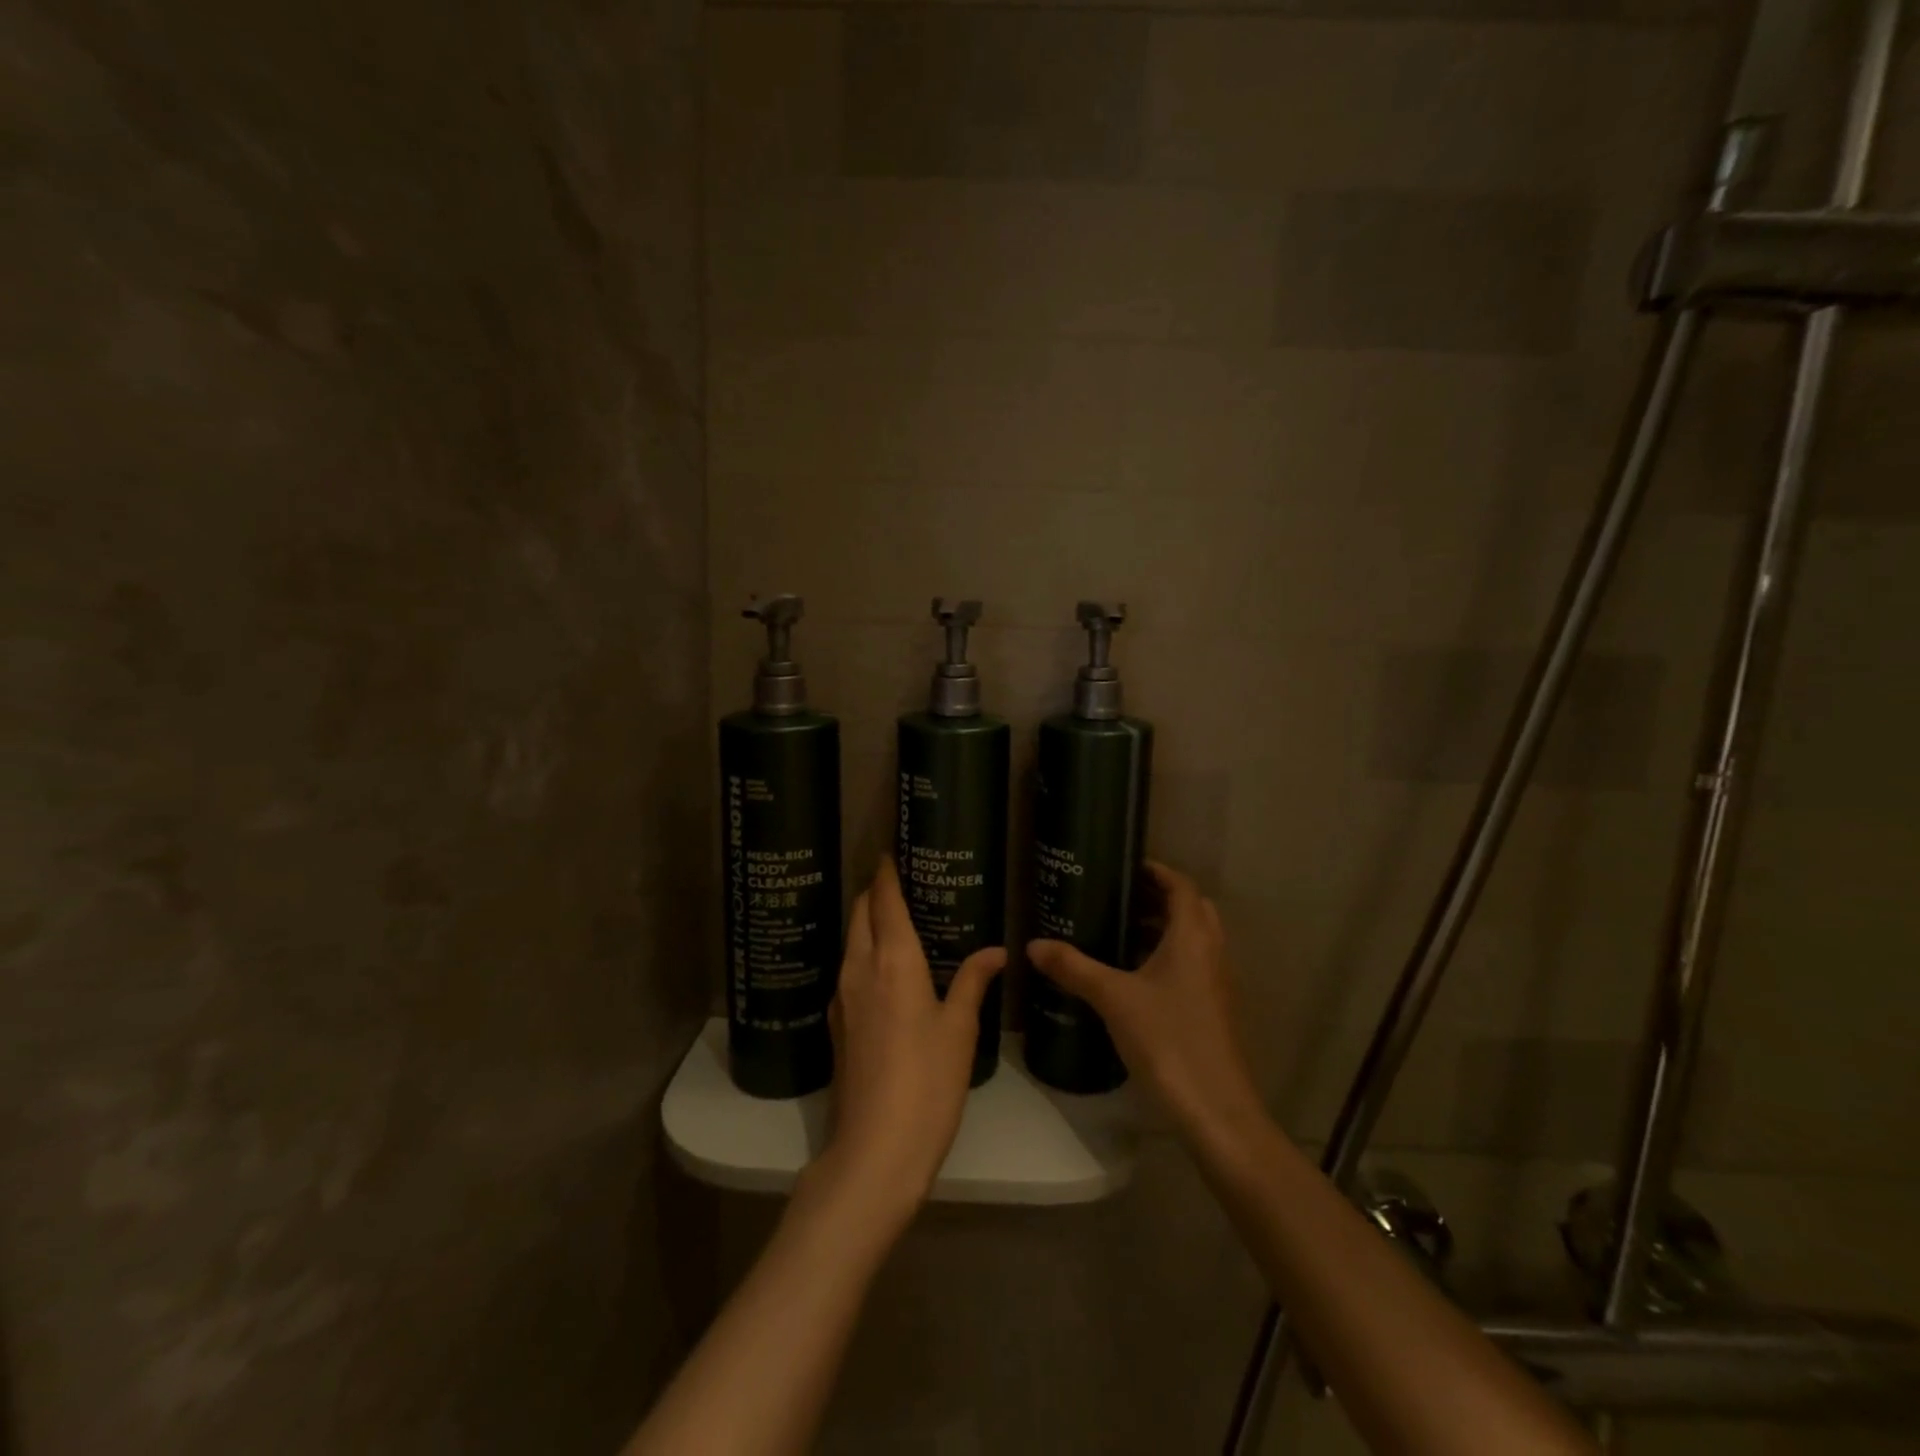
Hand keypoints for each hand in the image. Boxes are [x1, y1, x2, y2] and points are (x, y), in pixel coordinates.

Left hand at [816, 859, 1004, 1222]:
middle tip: (899, 880)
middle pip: (859, 913)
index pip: (883, 900)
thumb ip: (972, 981)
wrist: (874, 1150)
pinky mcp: (837, 1023)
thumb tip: (996, 950)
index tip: (891, 850)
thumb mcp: (959, 1030)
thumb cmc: (927, 1083)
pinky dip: (864, 952)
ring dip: (866, 921)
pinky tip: (885, 968)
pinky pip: (848, 969)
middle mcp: (859, 968)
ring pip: (850, 940)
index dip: (886, 872)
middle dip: (873, 890)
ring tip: (896, 918)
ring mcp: (842, 997)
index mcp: (892, 960)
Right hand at [1027, 862, 1263, 1142]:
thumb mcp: (1113, 999)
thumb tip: (1033, 945)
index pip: (1181, 886)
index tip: (1124, 866)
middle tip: (1118, 897)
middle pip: (1190, 909)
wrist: (1215, 1109)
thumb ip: (1074, 968)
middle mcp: (1211, 952)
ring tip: (1118, 931)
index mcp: (1192, 937)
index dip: (1156, 871)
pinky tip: (1132, 976)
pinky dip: (1166, 957)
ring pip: (1193, 939)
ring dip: (1162, 929)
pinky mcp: (1212, 1010)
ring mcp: (1215, 983)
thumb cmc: (1167, 1040)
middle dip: (1158, 898)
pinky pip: (1191, 965)